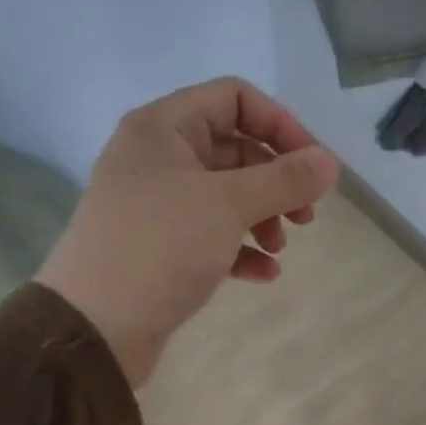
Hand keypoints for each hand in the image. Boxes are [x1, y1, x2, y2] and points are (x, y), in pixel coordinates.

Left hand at [40, 78, 338, 387]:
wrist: (95, 326)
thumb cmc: (160, 248)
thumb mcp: (228, 206)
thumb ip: (284, 180)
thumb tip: (330, 162)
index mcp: (163, 128)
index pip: (234, 98)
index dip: (280, 125)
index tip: (313, 166)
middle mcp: (157, 158)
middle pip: (234, 150)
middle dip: (276, 181)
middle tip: (306, 216)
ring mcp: (157, 205)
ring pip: (226, 196)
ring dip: (263, 218)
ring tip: (280, 249)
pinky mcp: (160, 248)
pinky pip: (212, 235)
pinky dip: (241, 249)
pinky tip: (264, 274)